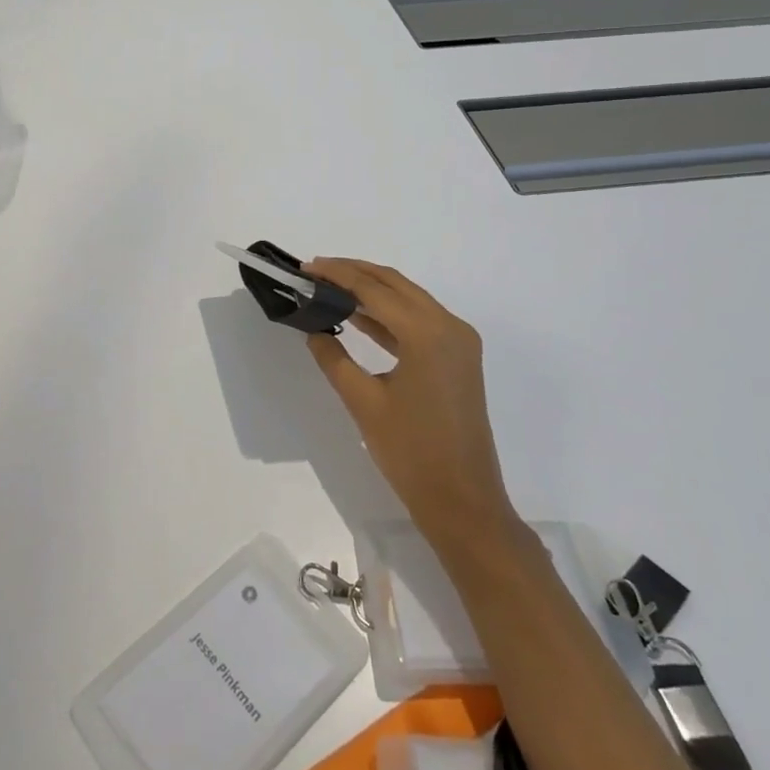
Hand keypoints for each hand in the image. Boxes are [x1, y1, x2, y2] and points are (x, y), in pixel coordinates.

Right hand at [303, 259, 523, 566]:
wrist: (464, 502)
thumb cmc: (412, 453)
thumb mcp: (364, 403)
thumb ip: (334, 358)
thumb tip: (313, 330)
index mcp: (427, 333)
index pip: (374, 289)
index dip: (337, 274)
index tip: (306, 267)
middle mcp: (449, 326)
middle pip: (395, 284)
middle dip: (354, 273)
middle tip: (315, 271)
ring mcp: (458, 342)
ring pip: (408, 299)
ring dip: (371, 291)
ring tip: (330, 288)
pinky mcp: (458, 357)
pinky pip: (419, 321)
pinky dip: (388, 314)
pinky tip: (358, 317)